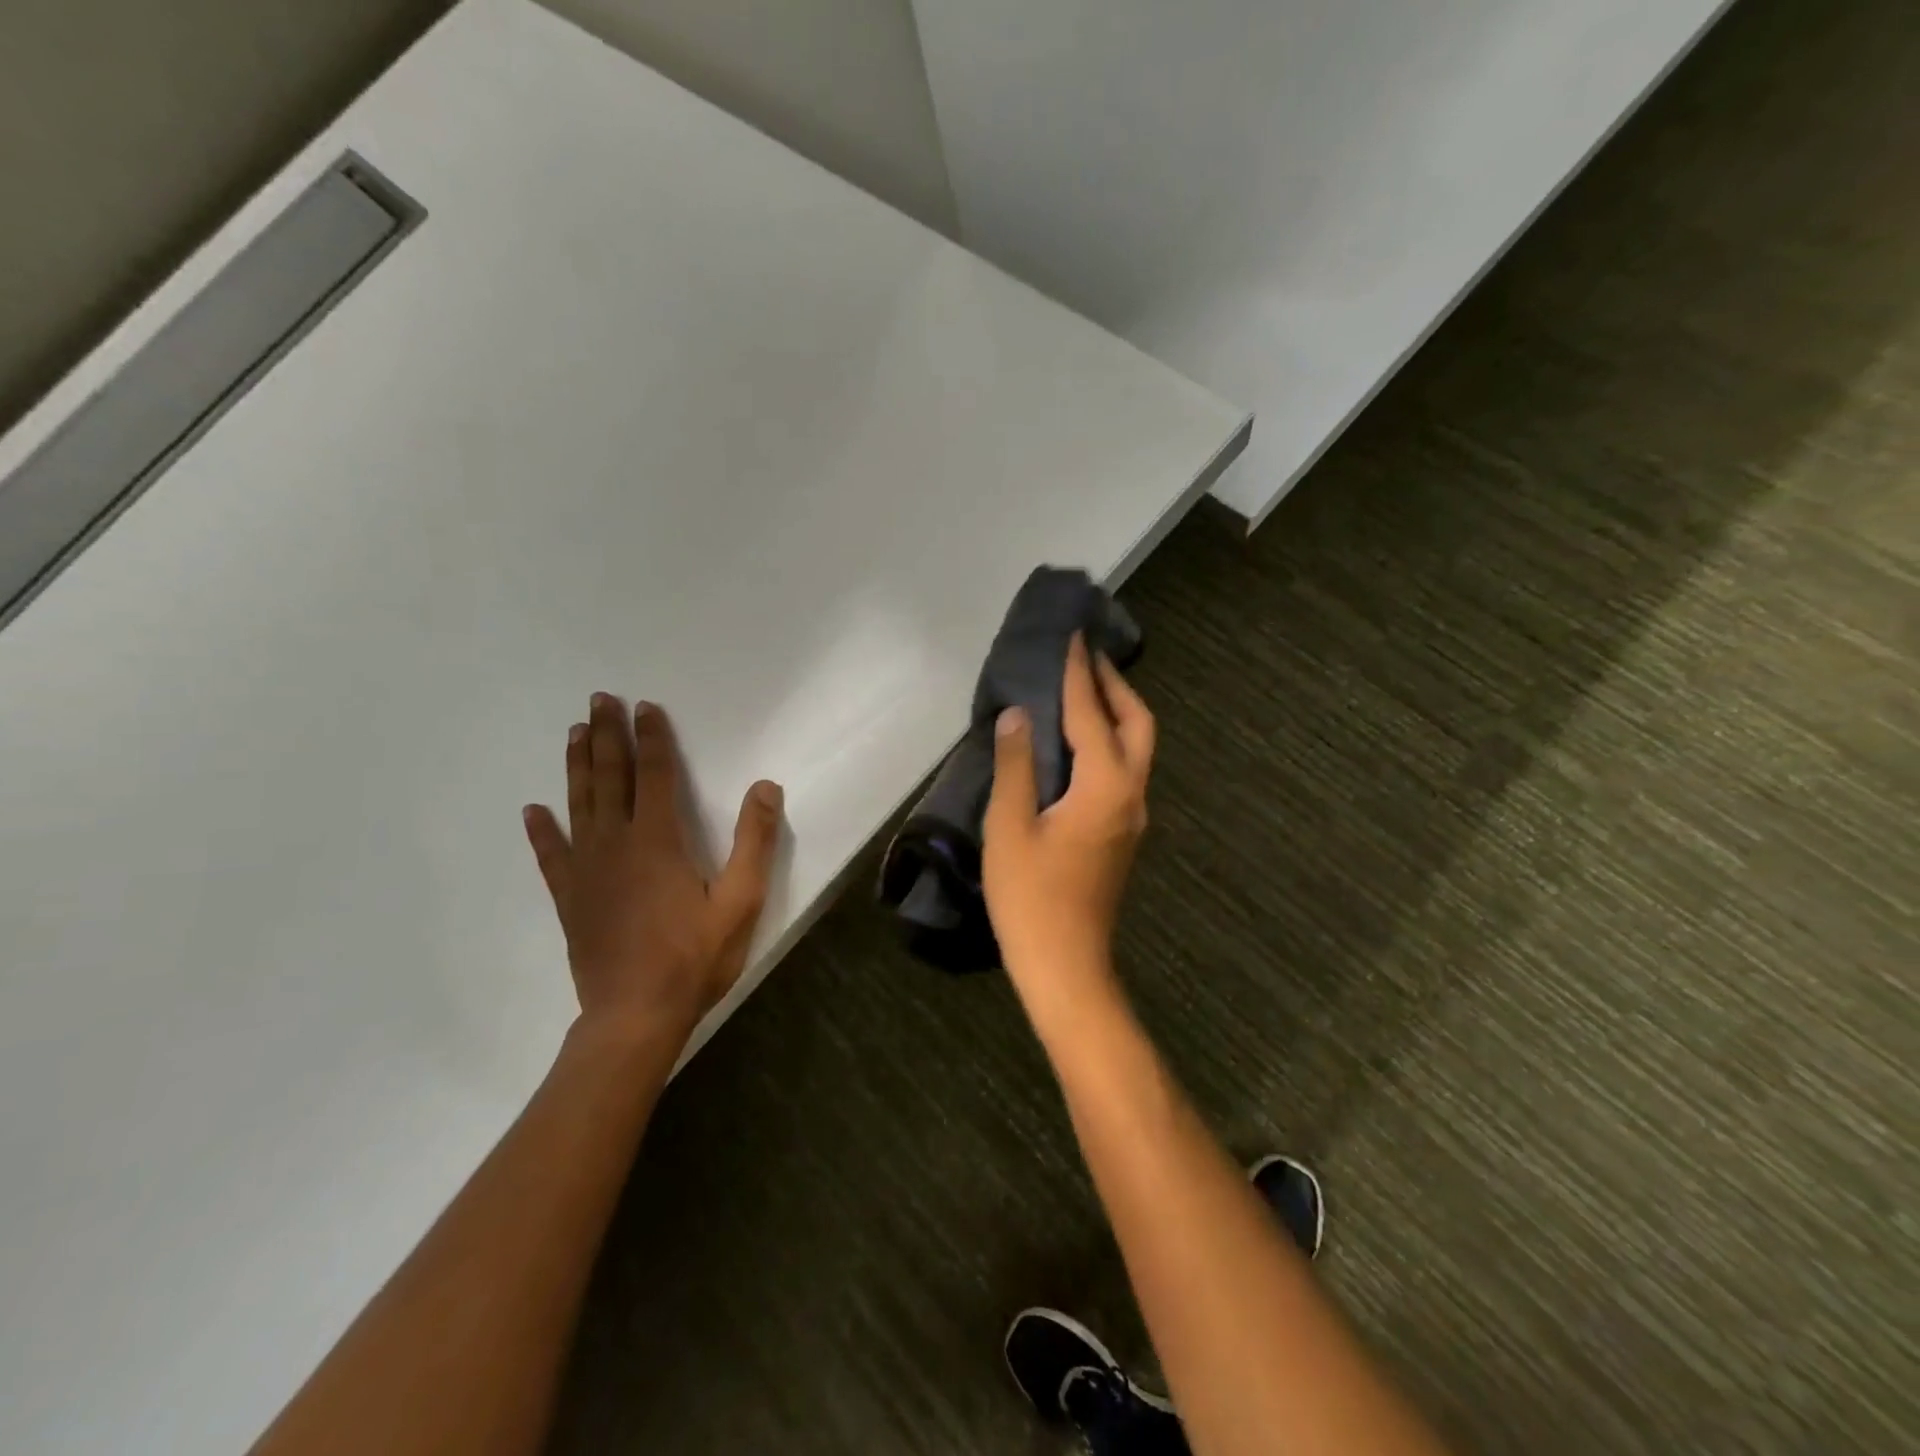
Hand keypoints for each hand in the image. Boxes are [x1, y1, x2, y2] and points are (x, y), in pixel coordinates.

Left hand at [522, 694, 784, 1041]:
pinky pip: (551, 855)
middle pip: (611, 778)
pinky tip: (532, 811)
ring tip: (575, 733)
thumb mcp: (740, 900)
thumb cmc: (693, 957)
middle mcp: (617, 843)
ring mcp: (587, 870)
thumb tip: (766, 786)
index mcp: (659, 840)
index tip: (645, 706)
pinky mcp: (570, 897)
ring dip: (577, 766)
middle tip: (599, 699)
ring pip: (579, 804)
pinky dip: (541, 831)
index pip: (656, 774)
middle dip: (607, 736)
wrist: (634, 1015)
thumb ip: (754, 841)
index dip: (653, 737)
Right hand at [983, 633, 1155, 997]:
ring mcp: (1132, 815)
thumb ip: (1017, 764)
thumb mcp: (1011, 825)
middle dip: (1114, 685)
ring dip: (1115, 712)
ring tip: (1082, 689)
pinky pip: (1124, 769)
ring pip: (1136, 747)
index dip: (1079, 673)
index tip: (1072, 636)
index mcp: (1105, 786)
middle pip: (1137, 723)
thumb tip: (1018, 714)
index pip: (1092, 714)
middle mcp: (1131, 793)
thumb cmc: (1031, 896)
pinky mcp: (1122, 833)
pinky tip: (1078, 742)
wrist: (1065, 964)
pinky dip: (1108, 741)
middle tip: (1084, 658)